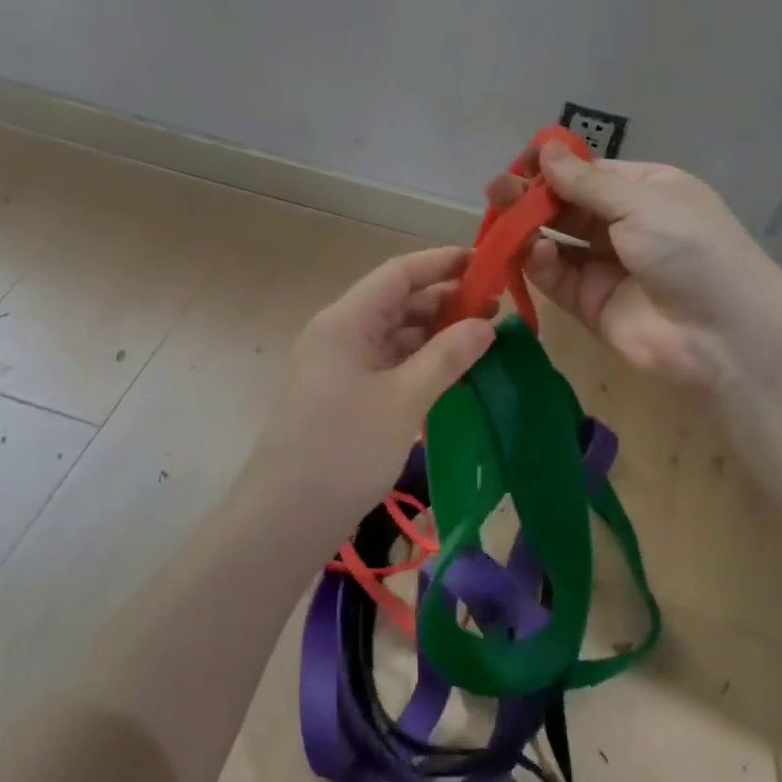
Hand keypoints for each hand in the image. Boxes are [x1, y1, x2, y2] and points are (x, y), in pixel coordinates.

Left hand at [240, 247, 496, 536]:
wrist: (285, 519)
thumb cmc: (344, 450)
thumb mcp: (404, 400)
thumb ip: (447, 356)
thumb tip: (487, 324)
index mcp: (345, 321)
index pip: (398, 273)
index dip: (442, 262)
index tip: (485, 262)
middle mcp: (339, 334)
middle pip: (397, 302)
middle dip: (445, 301)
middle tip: (496, 307)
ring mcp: (338, 366)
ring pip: (393, 335)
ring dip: (434, 333)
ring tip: (482, 338)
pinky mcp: (342, 395)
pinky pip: (387, 364)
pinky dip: (419, 362)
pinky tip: (450, 371)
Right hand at [484, 142, 781, 387]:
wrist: (723, 333)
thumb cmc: (689, 248)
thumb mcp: (642, 202)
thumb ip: (586, 182)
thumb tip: (547, 150)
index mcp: (646, 191)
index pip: (590, 173)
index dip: (556, 166)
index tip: (523, 161)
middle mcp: (624, 225)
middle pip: (567, 206)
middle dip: (533, 196)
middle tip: (497, 189)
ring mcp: (605, 266)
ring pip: (556, 241)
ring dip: (528, 228)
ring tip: (500, 215)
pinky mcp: (589, 304)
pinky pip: (556, 277)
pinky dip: (540, 264)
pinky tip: (535, 252)